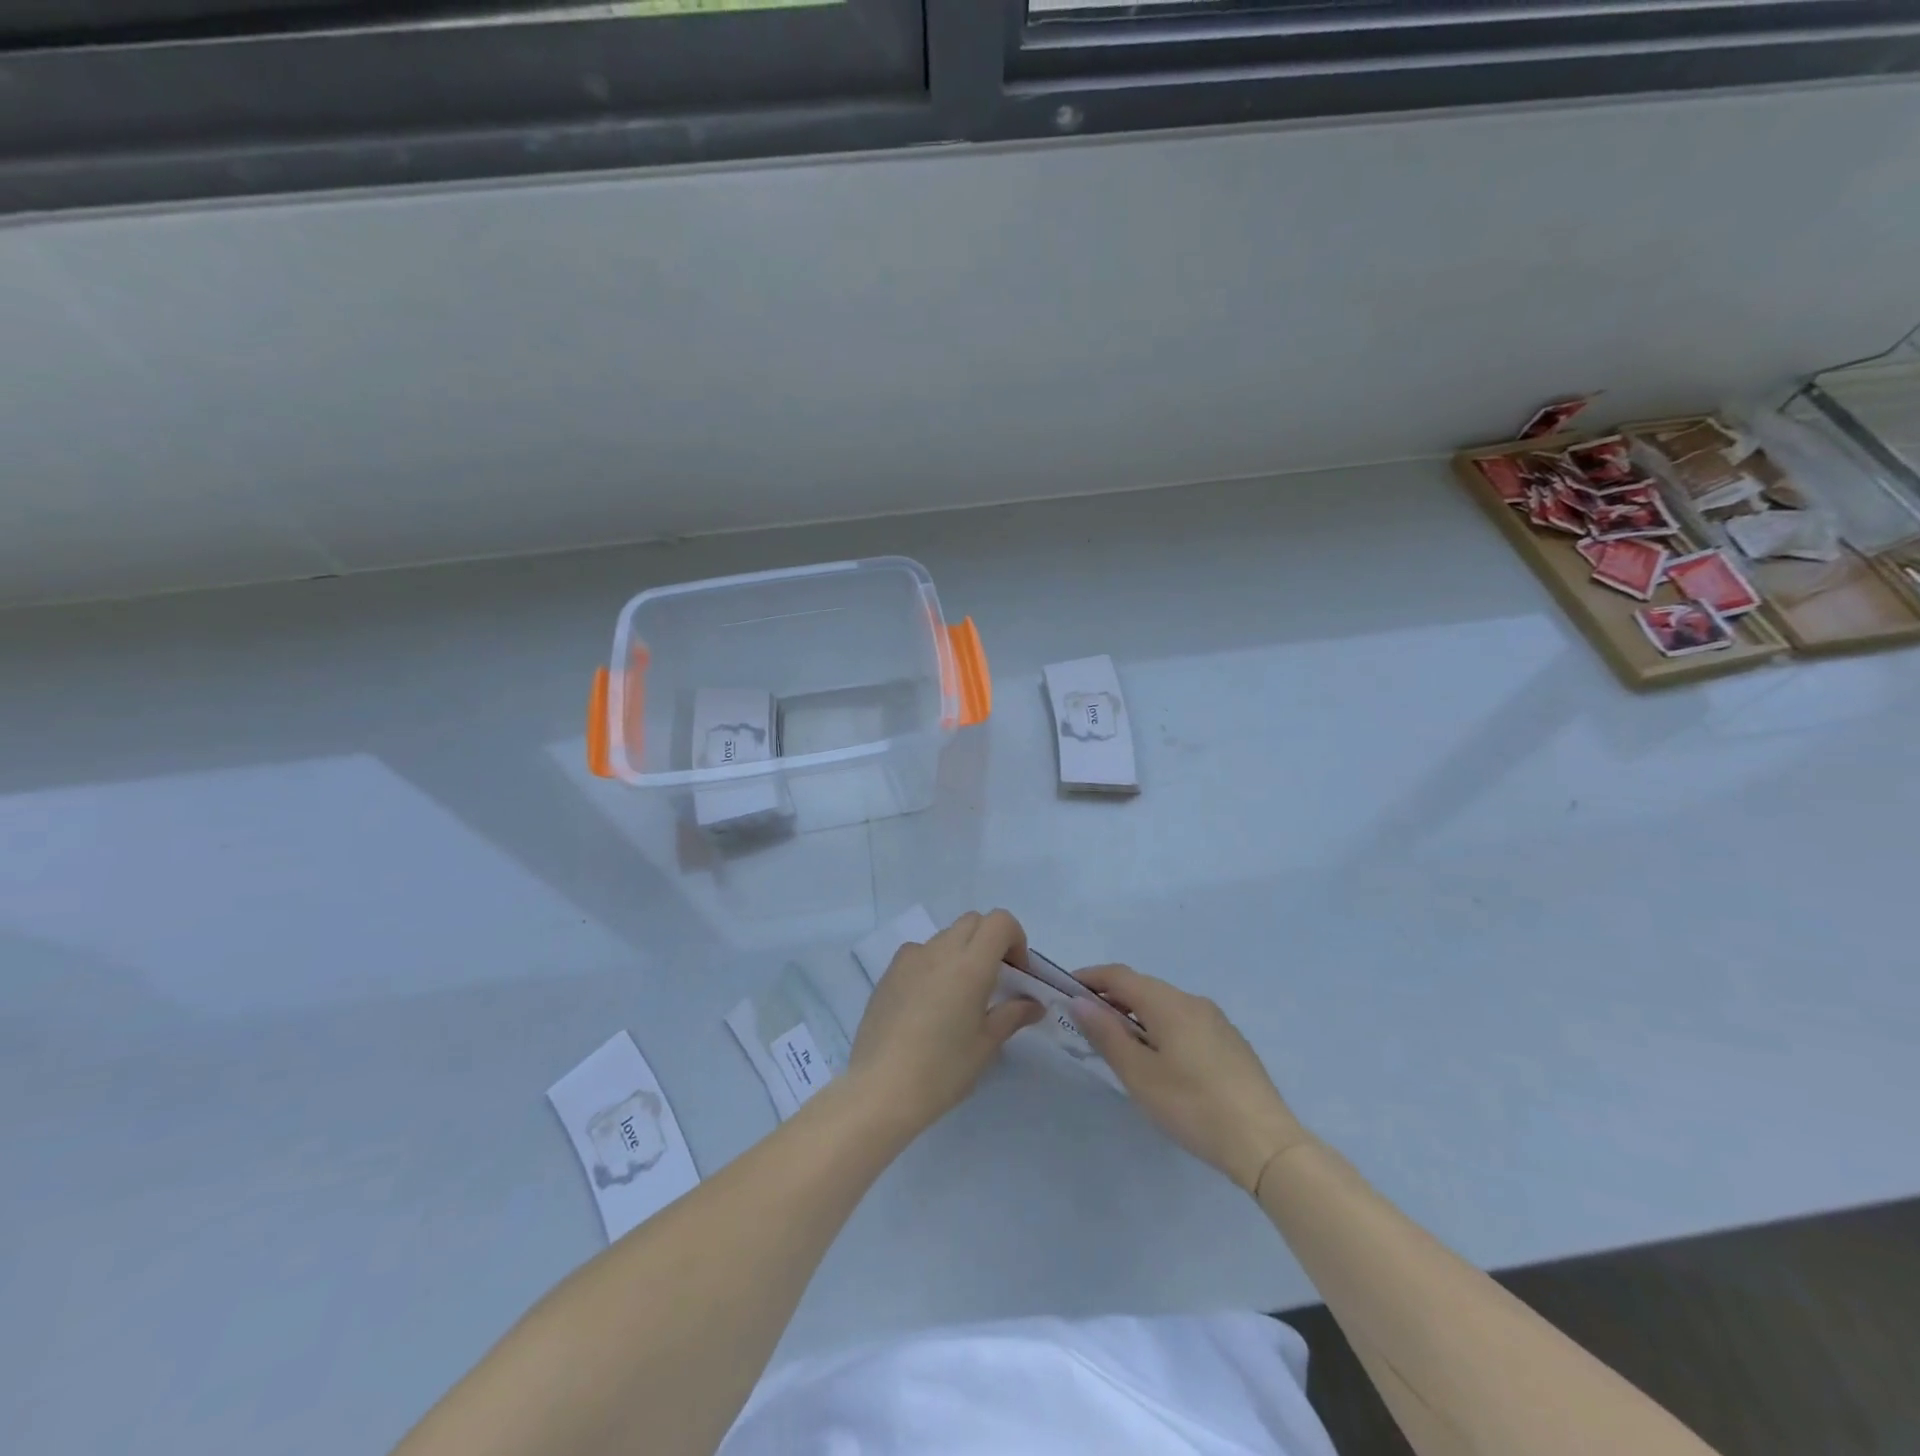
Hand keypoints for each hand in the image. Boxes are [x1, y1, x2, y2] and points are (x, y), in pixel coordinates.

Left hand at [848, 910, 1044, 1137]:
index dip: (1015, 939)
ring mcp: (910, 958)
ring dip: (961, 951)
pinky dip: (934, 963)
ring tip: (959, 995)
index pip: (1000, 922)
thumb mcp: (986, 1045)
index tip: (1016, 973)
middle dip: (990, 942)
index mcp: (970, 964)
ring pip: (945, 936)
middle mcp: (939, 950)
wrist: (880, 1088)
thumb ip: (1012, 1015)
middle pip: (973, 922)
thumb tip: (1033, 1004)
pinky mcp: (889, 972)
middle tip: (994, 982)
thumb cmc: (942, 1069)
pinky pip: (919, 953)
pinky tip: (929, 1003)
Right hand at [1069, 965, 1307, 1194]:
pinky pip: (1184, 1021)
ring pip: (1165, 1005)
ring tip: (1120, 1046)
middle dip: (1111, 998)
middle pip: (1143, 987)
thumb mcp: (1139, 1074)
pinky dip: (1161, 1028)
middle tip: (1087, 1023)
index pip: (1119, 975)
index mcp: (1167, 1002)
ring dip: (1136, 1015)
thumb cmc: (1192, 1106)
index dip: (1090, 978)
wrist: (1265, 1142)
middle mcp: (1192, 1001)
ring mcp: (1216, 1020)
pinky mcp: (1230, 1042)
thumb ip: (1106, 1034)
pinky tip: (1160, 1060)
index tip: (1065, 990)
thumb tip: (1080, 1001)